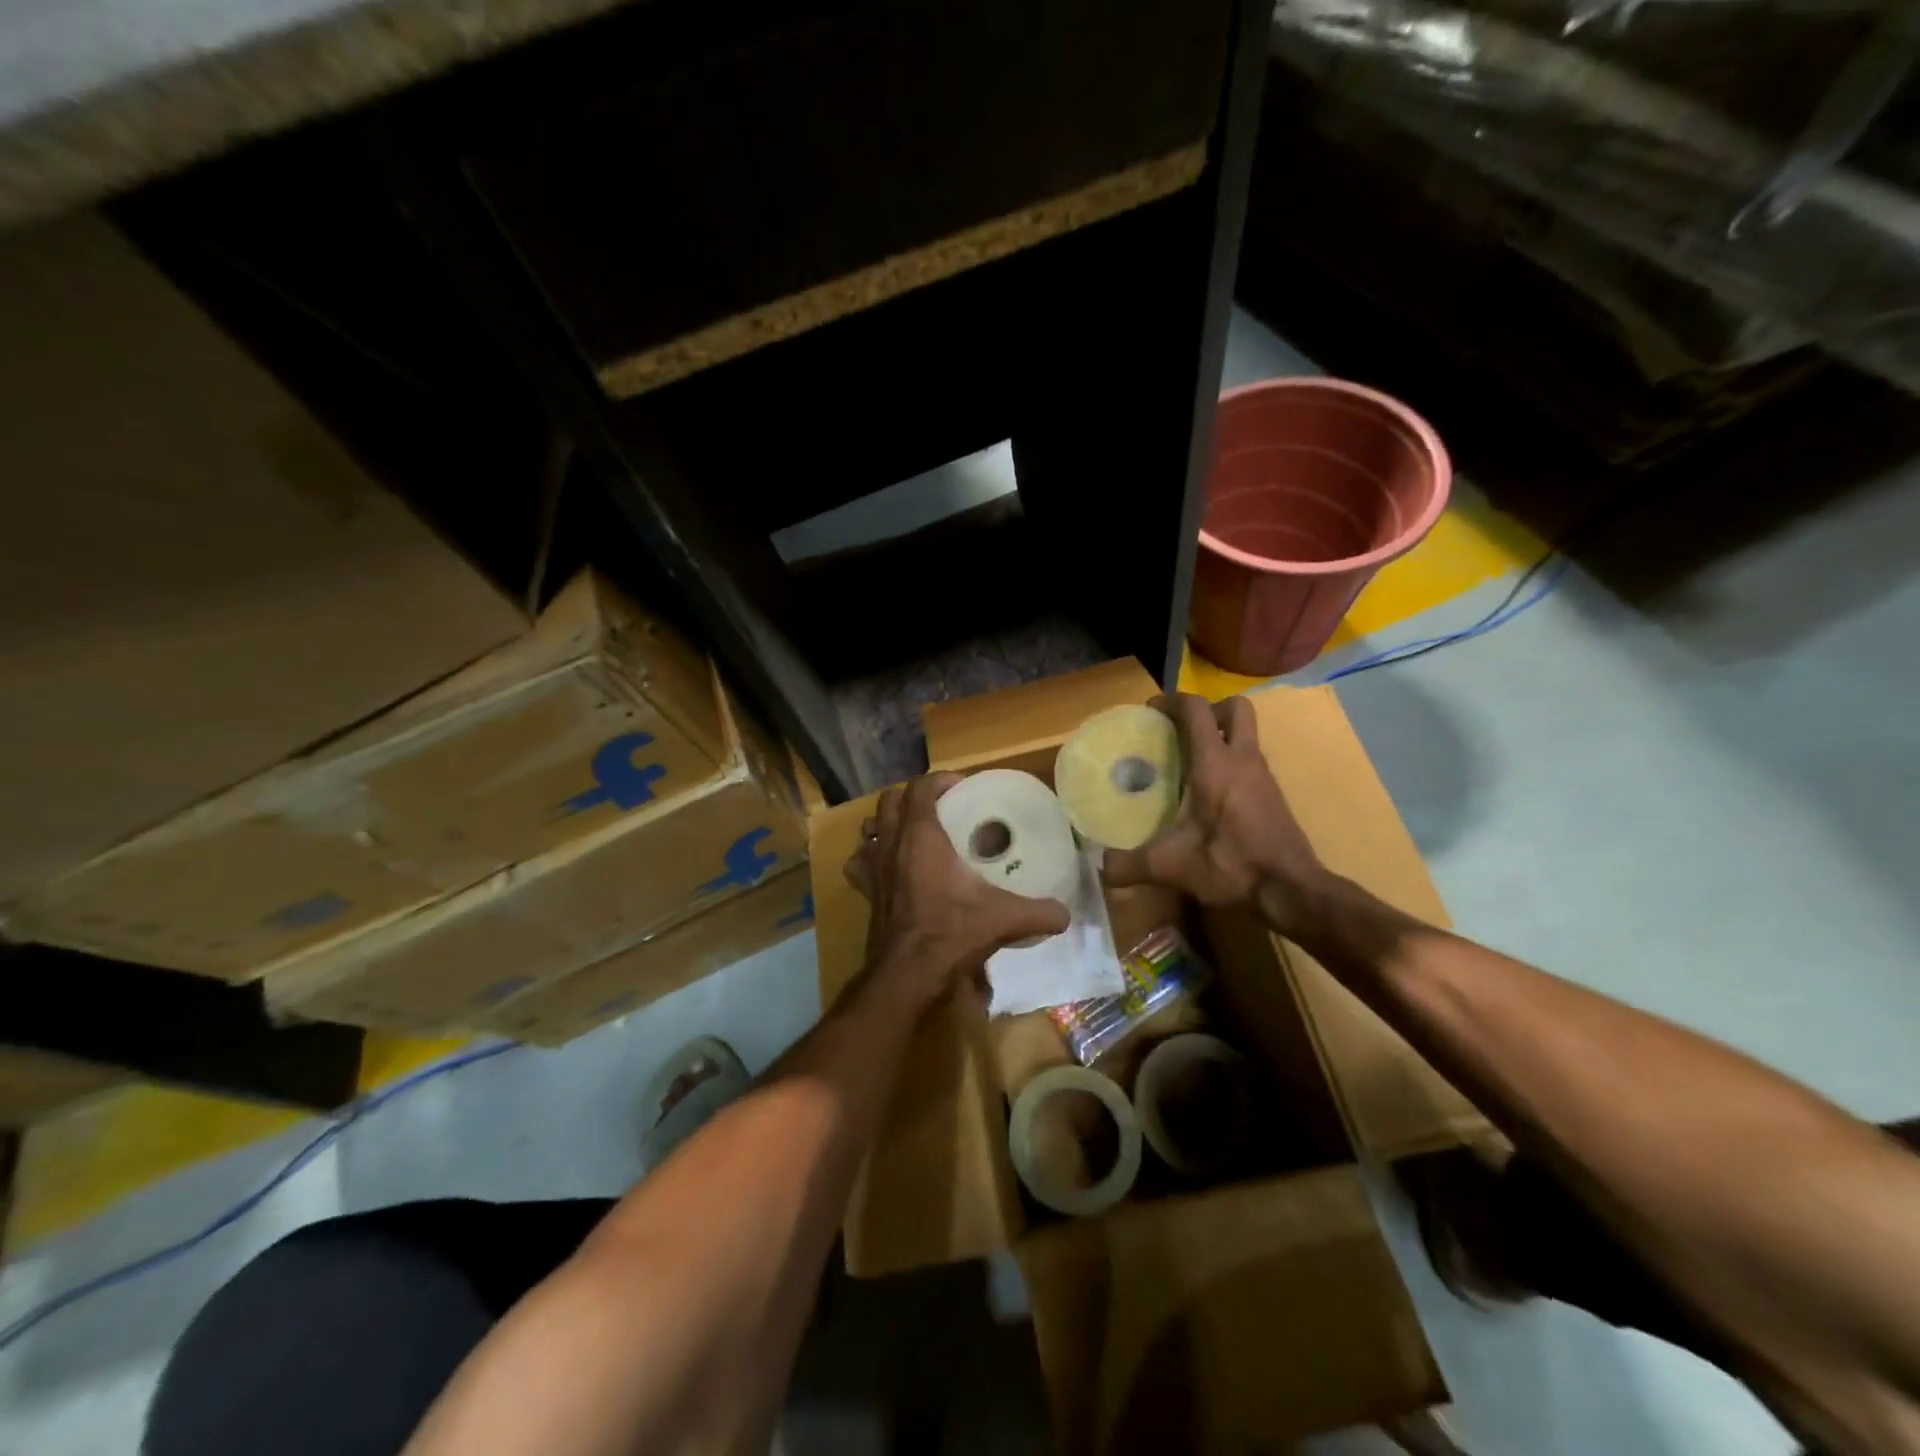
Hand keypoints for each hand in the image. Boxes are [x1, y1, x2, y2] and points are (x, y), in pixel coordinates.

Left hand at [846, 772, 1071, 1011]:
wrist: (907, 975)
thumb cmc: (951, 934)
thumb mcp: (1003, 919)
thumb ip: (1039, 912)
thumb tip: (1065, 914)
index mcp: (920, 836)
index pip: (920, 788)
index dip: (939, 780)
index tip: (961, 787)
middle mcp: (891, 844)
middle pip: (890, 800)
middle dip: (913, 796)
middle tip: (940, 807)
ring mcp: (873, 868)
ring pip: (869, 827)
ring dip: (887, 822)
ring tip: (911, 831)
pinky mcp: (865, 892)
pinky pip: (859, 862)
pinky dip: (869, 856)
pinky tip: (886, 866)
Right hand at [1104, 694, 1327, 933]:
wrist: (1291, 891)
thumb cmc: (1231, 866)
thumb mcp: (1172, 867)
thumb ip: (1130, 865)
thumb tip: (1101, 867)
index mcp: (1215, 764)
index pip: (1196, 710)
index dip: (1172, 701)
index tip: (1150, 711)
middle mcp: (1243, 760)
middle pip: (1234, 708)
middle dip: (1208, 710)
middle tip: (1182, 730)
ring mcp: (1263, 776)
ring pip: (1246, 734)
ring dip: (1221, 735)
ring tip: (1190, 762)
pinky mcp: (1273, 795)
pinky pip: (1250, 760)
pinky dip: (1231, 762)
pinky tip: (1211, 794)